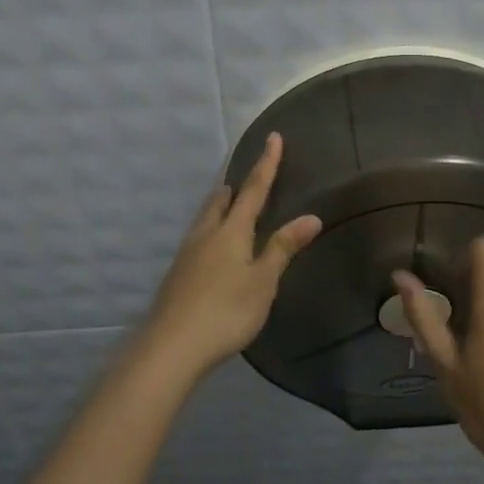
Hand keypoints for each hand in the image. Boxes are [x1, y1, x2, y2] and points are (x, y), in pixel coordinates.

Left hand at [139, 133, 322, 379]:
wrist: (171, 346)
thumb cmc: (226, 311)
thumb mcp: (263, 281)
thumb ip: (284, 248)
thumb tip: (311, 216)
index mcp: (231, 231)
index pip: (253, 189)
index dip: (266, 164)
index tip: (273, 137)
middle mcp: (206, 234)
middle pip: (221, 201)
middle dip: (235, 187)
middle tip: (247, 179)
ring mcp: (187, 254)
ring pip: (205, 219)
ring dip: (220, 207)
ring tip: (230, 206)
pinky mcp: (178, 274)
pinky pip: (198, 239)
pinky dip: (211, 230)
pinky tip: (214, 249)